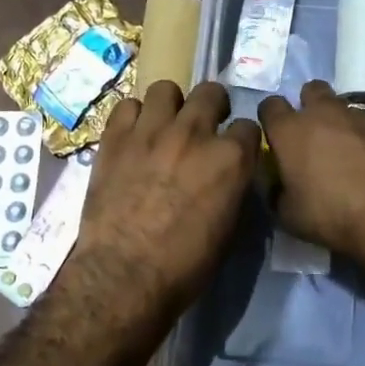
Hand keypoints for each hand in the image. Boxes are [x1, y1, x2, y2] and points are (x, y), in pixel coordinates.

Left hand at [73, 80, 259, 309]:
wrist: (123, 276)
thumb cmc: (185, 265)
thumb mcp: (228, 228)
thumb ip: (232, 187)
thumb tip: (229, 175)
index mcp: (231, 158)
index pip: (248, 127)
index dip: (242, 140)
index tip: (234, 151)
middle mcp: (195, 133)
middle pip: (211, 92)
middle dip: (212, 106)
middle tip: (203, 127)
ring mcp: (152, 130)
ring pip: (166, 88)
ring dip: (170, 106)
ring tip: (164, 126)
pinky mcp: (116, 137)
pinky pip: (127, 106)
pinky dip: (133, 118)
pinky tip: (133, 136)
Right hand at [257, 80, 364, 260]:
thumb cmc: (331, 214)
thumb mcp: (288, 215)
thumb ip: (276, 192)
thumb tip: (276, 184)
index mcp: (291, 130)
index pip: (270, 105)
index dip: (271, 119)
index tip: (276, 137)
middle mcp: (323, 113)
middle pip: (310, 90)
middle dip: (308, 105)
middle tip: (312, 134)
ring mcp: (358, 116)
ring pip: (342, 105)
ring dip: (338, 121)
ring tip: (344, 150)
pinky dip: (364, 136)